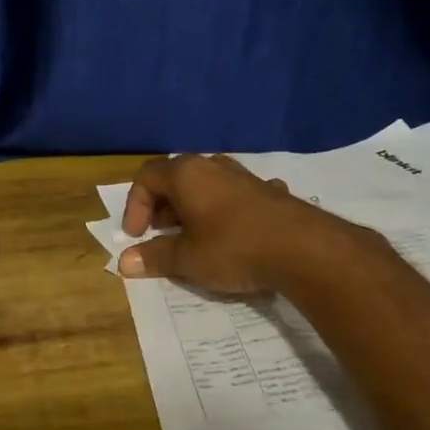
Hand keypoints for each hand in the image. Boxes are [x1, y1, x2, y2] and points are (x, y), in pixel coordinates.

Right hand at [118, 154, 332, 293]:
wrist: (305, 250)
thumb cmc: (233, 248)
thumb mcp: (187, 259)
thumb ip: (155, 257)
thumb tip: (125, 262)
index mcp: (187, 174)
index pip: (147, 177)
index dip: (134, 206)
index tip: (136, 236)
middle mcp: (215, 167)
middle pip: (177, 178)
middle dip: (163, 207)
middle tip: (161, 235)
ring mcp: (247, 177)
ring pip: (209, 185)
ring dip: (194, 208)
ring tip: (194, 236)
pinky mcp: (272, 192)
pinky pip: (238, 196)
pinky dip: (227, 211)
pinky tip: (235, 232)